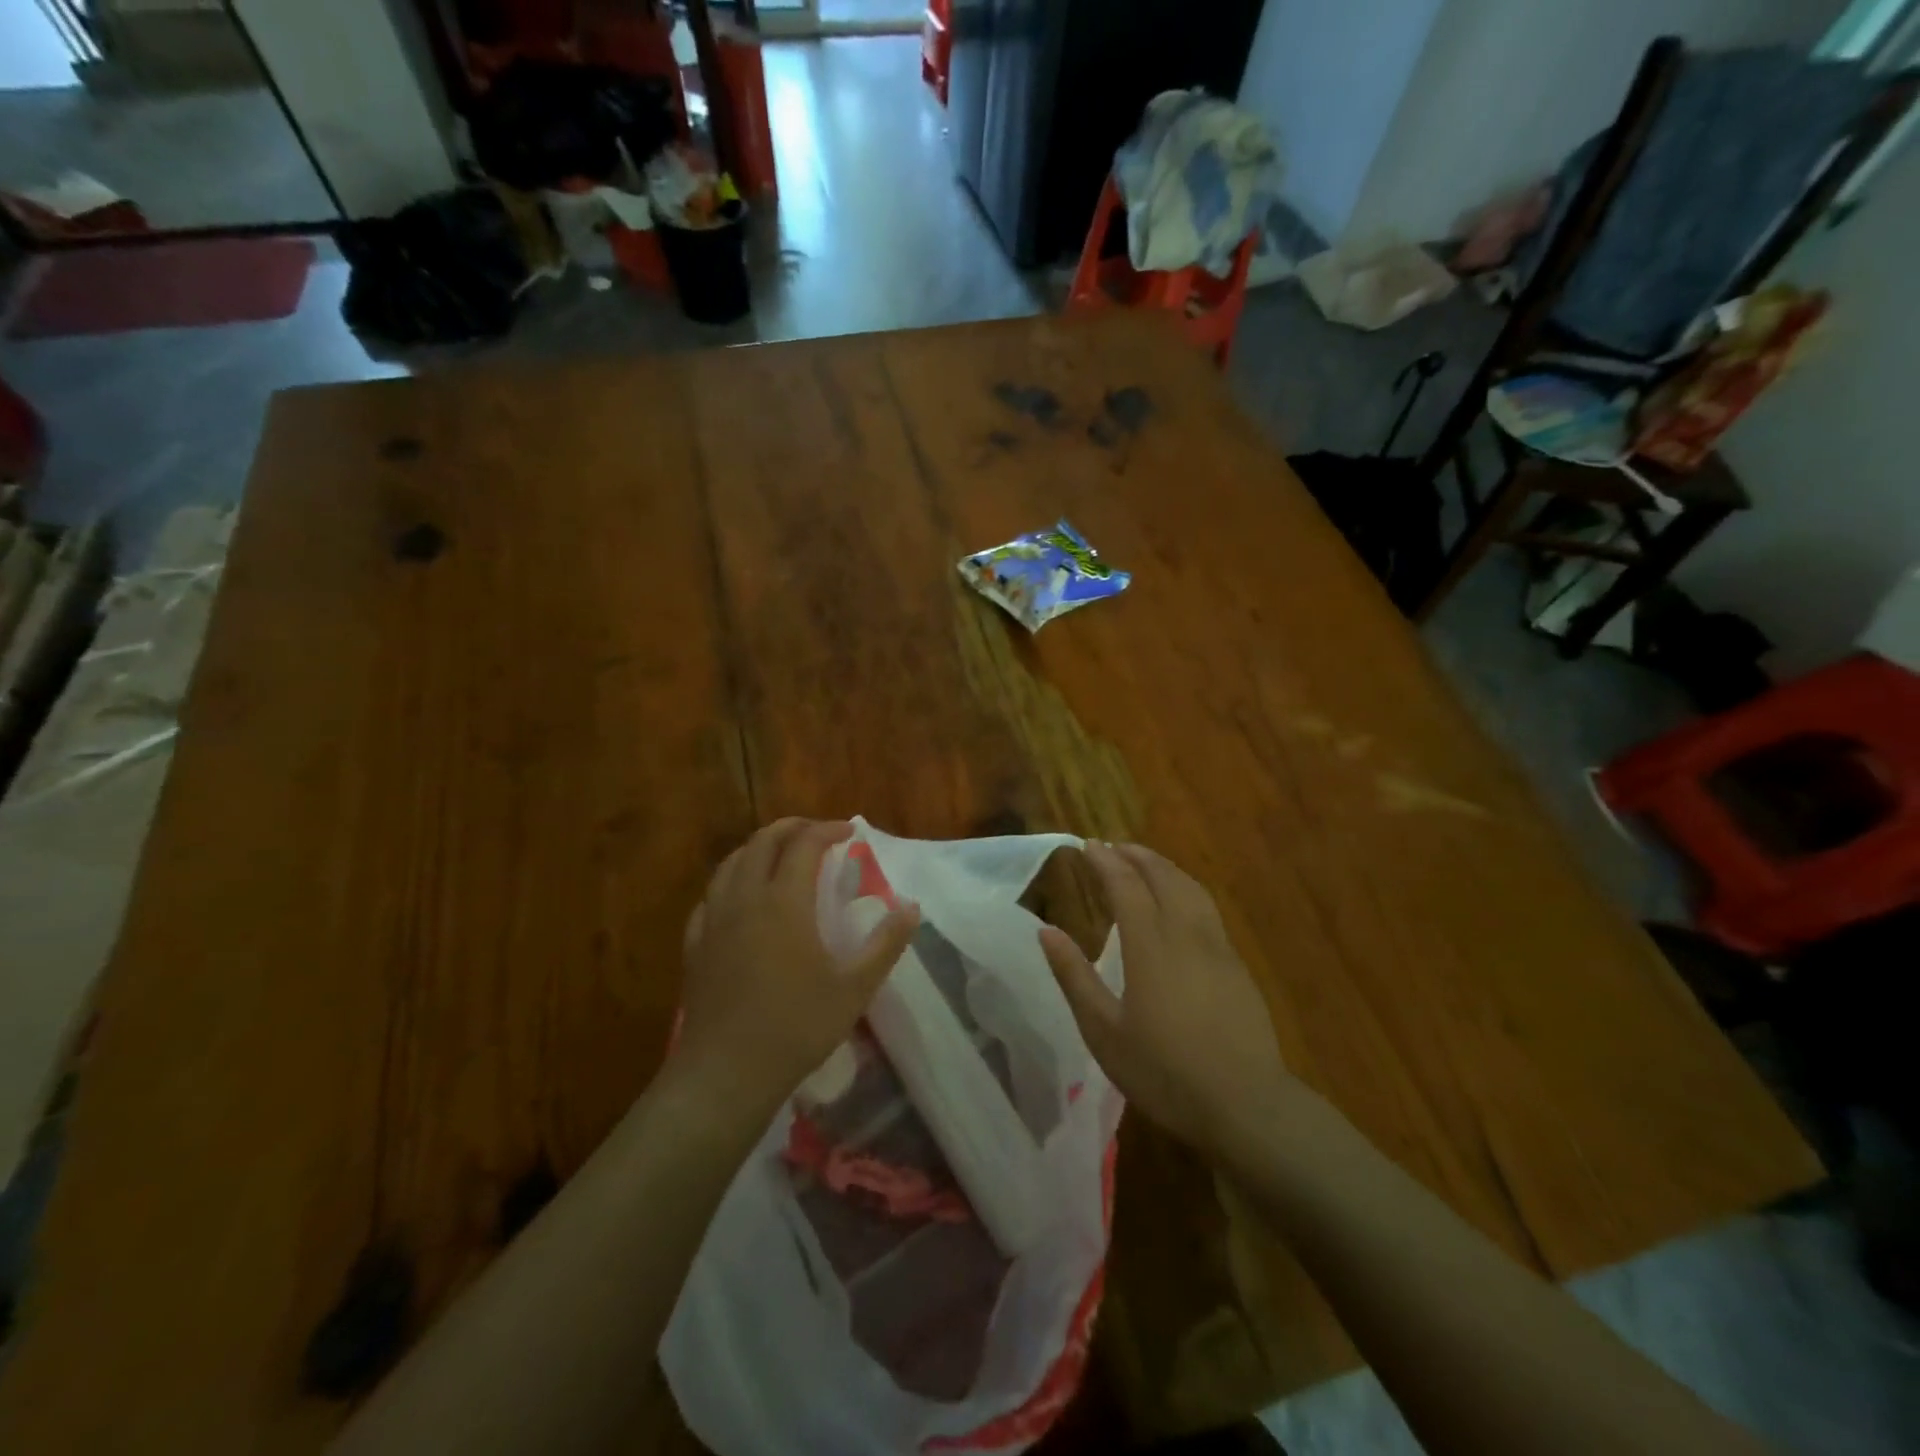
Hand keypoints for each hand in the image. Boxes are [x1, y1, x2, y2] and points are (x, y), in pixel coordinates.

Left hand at [677, 819, 919, 1114]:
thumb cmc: (796, 1027)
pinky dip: (730, 882)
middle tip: (816, 833)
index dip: (828, 830)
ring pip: (730, 864)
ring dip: (757, 848)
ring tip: (779, 856)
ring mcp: (714, 921)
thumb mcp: (854, 988)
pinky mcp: (695, 945)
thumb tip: (912, 906)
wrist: (726, 1074)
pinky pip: (710, 897)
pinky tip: (738, 899)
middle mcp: (745, 899)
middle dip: (791, 828)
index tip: (850, 832)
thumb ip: (886, 943)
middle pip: (762, 842)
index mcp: (784, 902)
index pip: (804, 845)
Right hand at [1039, 842, 1290, 1162]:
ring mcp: (1217, 948)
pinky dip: (1185, 889)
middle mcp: (1186, 934)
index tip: (1088, 845)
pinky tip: (1179, 903)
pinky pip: (1207, 908)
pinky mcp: (1237, 966)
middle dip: (1136, 856)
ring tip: (1144, 862)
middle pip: (1163, 878)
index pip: (1126, 887)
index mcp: (1150, 946)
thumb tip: (1047, 931)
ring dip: (1164, 868)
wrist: (1246, 1106)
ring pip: (1191, 889)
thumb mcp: (1104, 1032)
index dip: (1106, 862)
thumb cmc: (1164, 1072)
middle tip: (1113, 846)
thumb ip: (1074, 977)